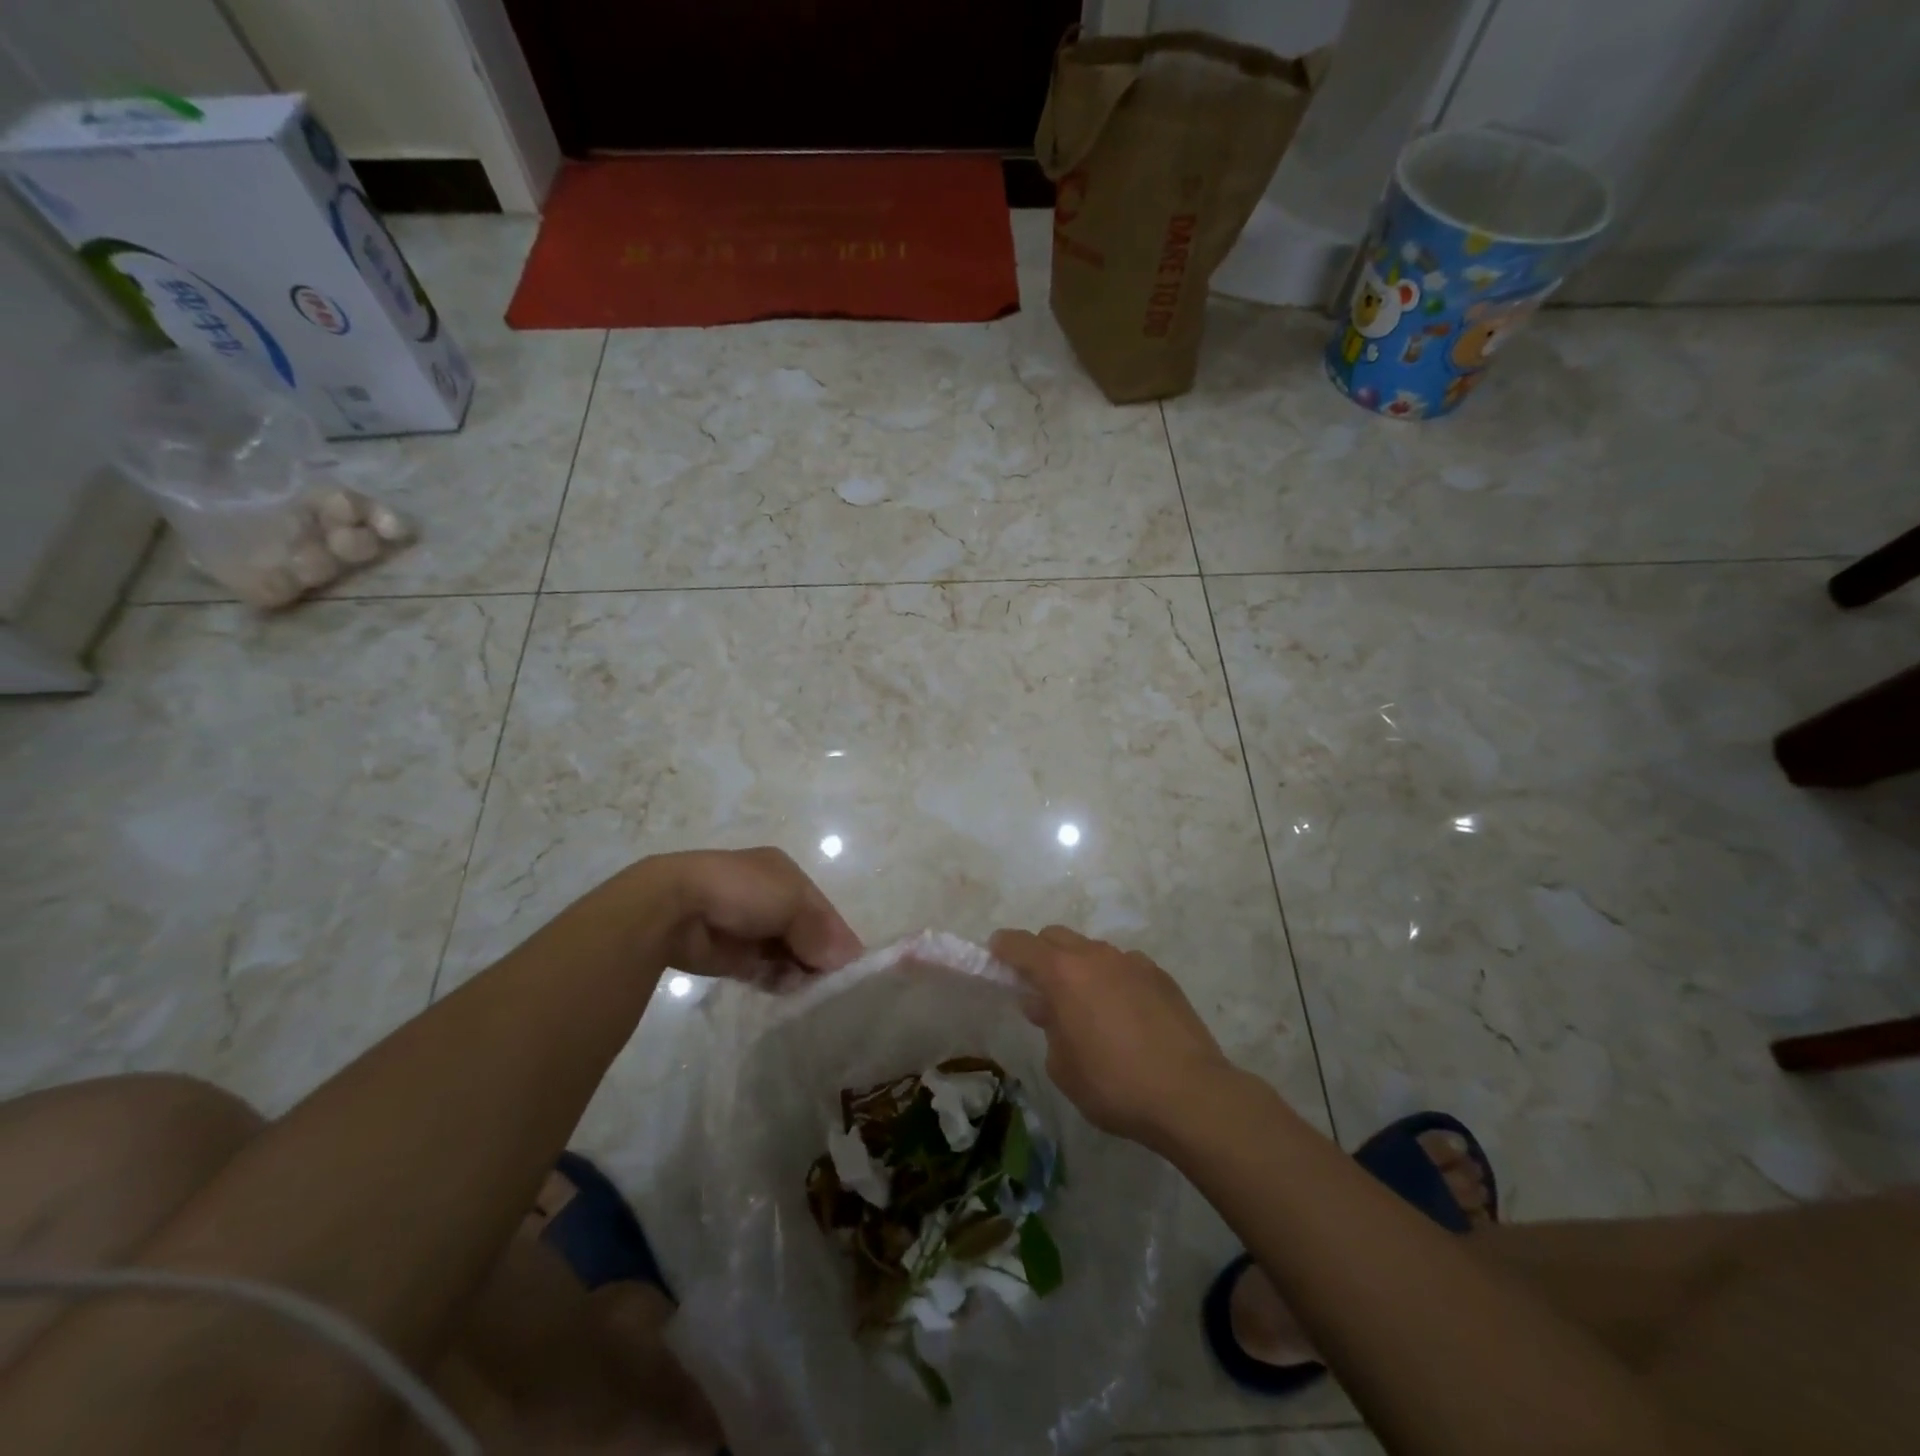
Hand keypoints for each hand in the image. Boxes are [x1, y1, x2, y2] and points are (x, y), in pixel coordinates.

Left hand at [647, 847, 862, 987]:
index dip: (837, 935)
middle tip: (830, 982)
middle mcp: (769, 898)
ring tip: (806, 988)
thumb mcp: (793, 901)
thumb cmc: (742, 891)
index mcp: (785, 875)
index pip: (822, 908)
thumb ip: (821, 930)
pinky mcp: (730, 957)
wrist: (674, 908)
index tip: (851, 967)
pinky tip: (785, 990)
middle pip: (807, 932)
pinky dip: (776, 981)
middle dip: (819, 956)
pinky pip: (764, 971)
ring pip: (787, 954)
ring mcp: (748, 928)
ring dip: (798, 971)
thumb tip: (846, 959)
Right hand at [988, 925, 1233, 1144]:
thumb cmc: (1113, 1084)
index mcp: (1063, 973)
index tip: (995, 954)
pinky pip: (1125, 966)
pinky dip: (1114, 980)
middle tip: (1041, 989)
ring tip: (1088, 1008)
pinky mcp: (1160, 975)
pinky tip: (1126, 1016)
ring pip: (1093, 951)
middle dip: (1042, 954)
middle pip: (1057, 937)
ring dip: (1080, 968)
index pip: (1021, 944)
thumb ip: (1049, 1028)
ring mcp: (1132, 961)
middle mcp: (1096, 956)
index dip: (1003, 947)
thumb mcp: (1063, 1067)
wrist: (1189, 1094)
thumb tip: (1046, 1006)